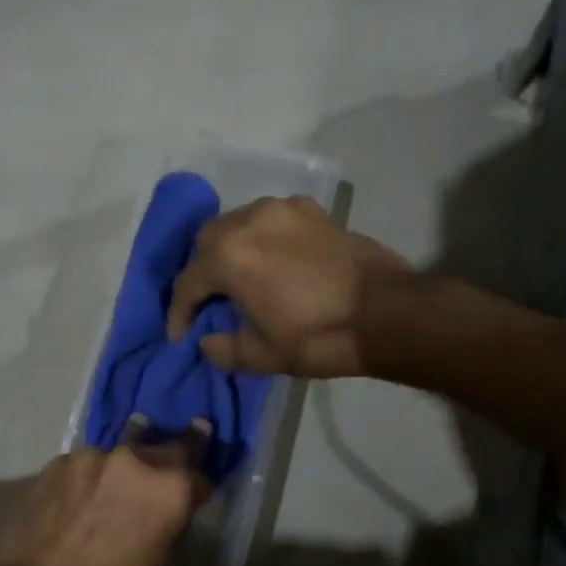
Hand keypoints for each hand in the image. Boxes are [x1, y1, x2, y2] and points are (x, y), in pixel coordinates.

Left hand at [0, 422, 209, 565]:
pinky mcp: (54, 465)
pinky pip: (80, 467)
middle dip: (165, 459)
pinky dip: (86, 480)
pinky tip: (76, 501)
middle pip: (159, 448)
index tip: (194, 492)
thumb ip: (162, 528)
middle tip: (163, 468)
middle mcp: (132, 460)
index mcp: (167, 488)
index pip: (196, 472)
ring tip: (109, 491)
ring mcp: (89, 457)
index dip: (196, 486)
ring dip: (118, 470)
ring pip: (114, 456)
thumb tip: (157, 518)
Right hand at [164, 195, 412, 377]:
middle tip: (210, 301)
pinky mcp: (313, 211)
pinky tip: (273, 261)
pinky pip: (271, 219)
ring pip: (238, 222)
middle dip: (201, 271)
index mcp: (230, 257)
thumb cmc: (319, 337)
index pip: (188, 283)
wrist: (387, 313)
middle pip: (207, 240)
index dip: (179, 313)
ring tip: (240, 278)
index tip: (179, 335)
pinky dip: (261, 238)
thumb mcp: (265, 356)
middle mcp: (250, 221)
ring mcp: (284, 209)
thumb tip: (207, 341)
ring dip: (230, 249)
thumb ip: (225, 349)